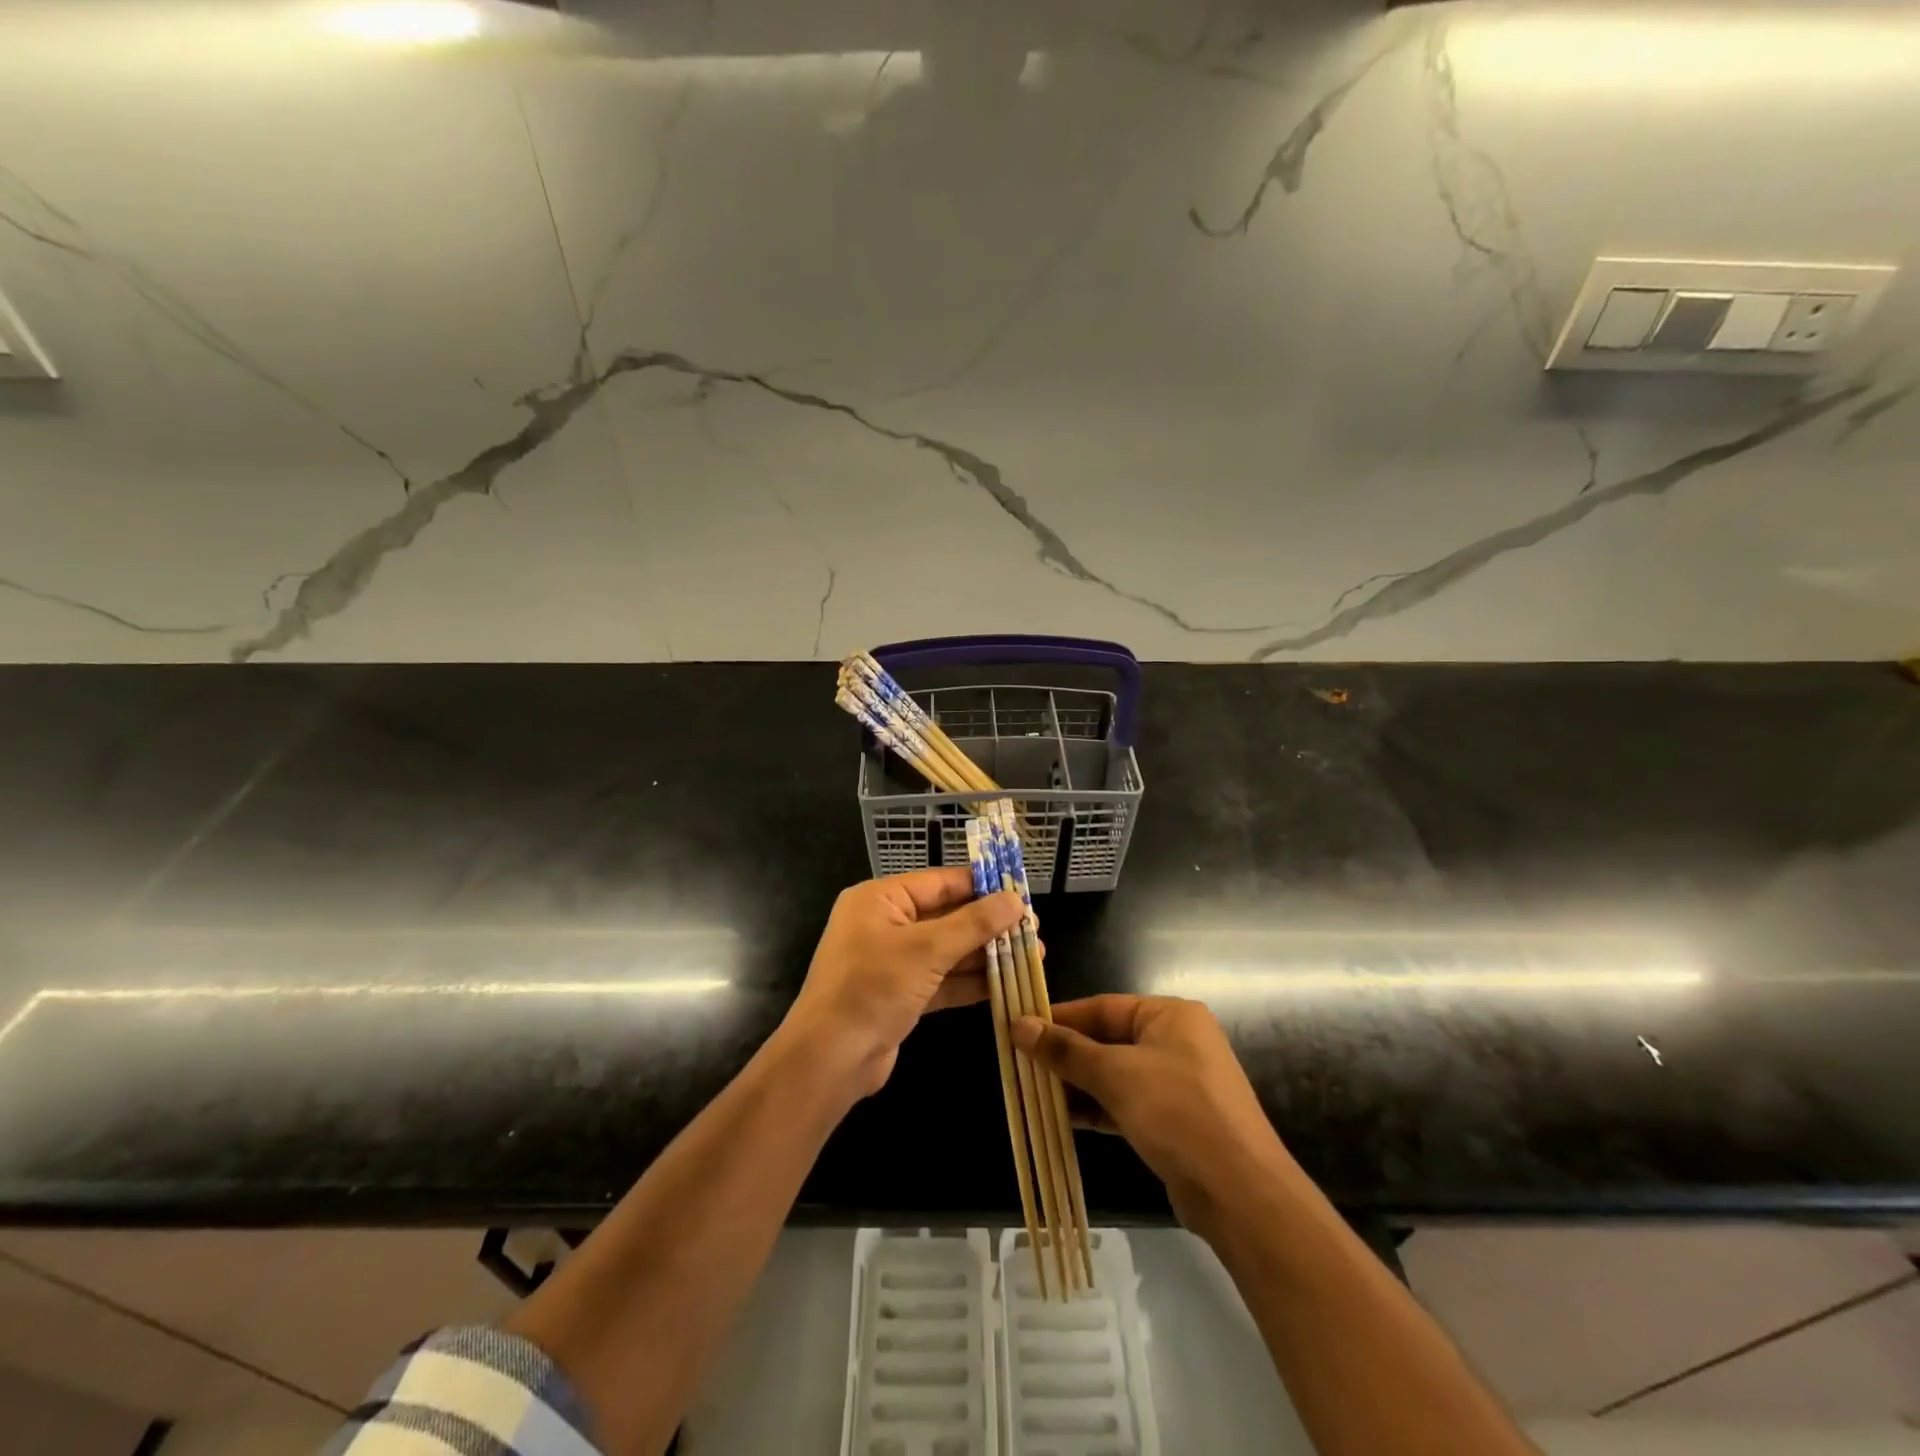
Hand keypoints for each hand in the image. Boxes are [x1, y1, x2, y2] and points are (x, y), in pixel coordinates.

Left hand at [783, 869, 1023, 1098]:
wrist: (830, 1060)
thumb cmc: (873, 988)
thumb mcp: (927, 950)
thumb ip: (974, 924)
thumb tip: (1017, 900)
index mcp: (880, 899)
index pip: (940, 882)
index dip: (982, 885)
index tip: (1022, 891)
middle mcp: (885, 924)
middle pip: (947, 916)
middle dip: (990, 924)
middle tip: (1034, 928)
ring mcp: (893, 962)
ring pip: (948, 950)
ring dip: (987, 954)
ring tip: (1033, 954)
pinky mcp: (901, 995)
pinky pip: (942, 979)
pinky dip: (971, 981)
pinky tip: (1007, 983)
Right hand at [1012, 995, 1293, 1234]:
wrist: (1240, 1194)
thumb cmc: (1177, 1113)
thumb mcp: (1116, 1074)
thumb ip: (1066, 1050)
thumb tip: (1018, 1024)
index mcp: (1170, 1015)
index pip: (1102, 1007)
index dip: (1060, 1018)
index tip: (1019, 1028)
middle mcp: (1176, 1041)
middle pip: (1108, 1040)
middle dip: (1066, 1055)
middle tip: (1020, 1064)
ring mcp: (1177, 1083)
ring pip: (1115, 1074)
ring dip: (1077, 1084)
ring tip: (1032, 1092)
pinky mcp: (1174, 1121)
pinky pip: (1126, 1103)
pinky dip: (1096, 1108)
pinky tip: (1062, 1118)